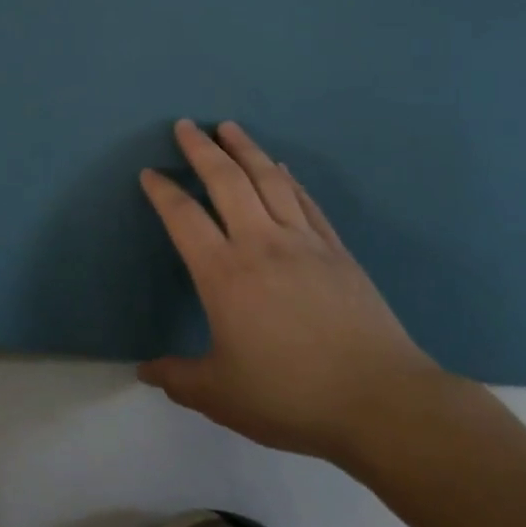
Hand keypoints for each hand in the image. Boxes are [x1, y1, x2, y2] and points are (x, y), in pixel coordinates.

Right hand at [137, 119, 448, 461]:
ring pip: (269, 180)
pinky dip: (288, 178)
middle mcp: (260, 244)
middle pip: (226, 181)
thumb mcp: (221, 395)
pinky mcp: (337, 251)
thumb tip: (145, 371)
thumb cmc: (291, 396)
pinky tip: (281, 167)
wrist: (381, 401)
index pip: (184, 217)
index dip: (163, 191)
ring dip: (246, 149)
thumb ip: (177, 378)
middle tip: (186, 125)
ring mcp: (303, 243)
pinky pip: (305, 201)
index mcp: (224, 274)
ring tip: (229, 127)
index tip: (149, 173)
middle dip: (202, 149)